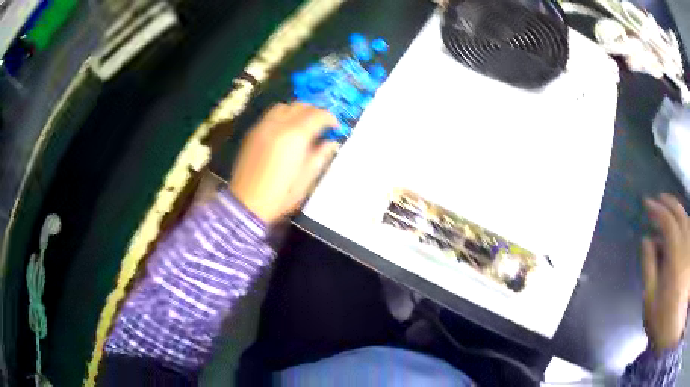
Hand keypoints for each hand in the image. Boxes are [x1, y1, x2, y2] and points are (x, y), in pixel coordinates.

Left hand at [229, 103, 339, 223]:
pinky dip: (283, 115)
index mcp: (295, 136)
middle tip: (321, 124)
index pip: (317, 115)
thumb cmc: (281, 195)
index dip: (330, 118)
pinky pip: (271, 115)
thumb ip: (320, 156)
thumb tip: (330, 142)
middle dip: (315, 111)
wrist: (247, 203)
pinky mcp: (252, 132)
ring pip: (284, 106)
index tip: (335, 127)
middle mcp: (278, 125)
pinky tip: (286, 129)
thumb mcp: (307, 179)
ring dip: (297, 110)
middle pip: (301, 106)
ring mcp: (263, 127)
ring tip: (303, 123)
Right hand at [642, 194, 689, 351]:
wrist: (671, 332)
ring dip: (677, 210)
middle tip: (658, 200)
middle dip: (668, 203)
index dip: (657, 209)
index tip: (646, 204)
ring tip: (669, 209)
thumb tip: (646, 239)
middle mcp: (686, 246)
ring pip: (687, 218)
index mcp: (676, 257)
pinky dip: (684, 222)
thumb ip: (649, 268)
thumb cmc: (662, 321)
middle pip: (680, 213)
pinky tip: (680, 225)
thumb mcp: (650, 301)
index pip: (667, 222)